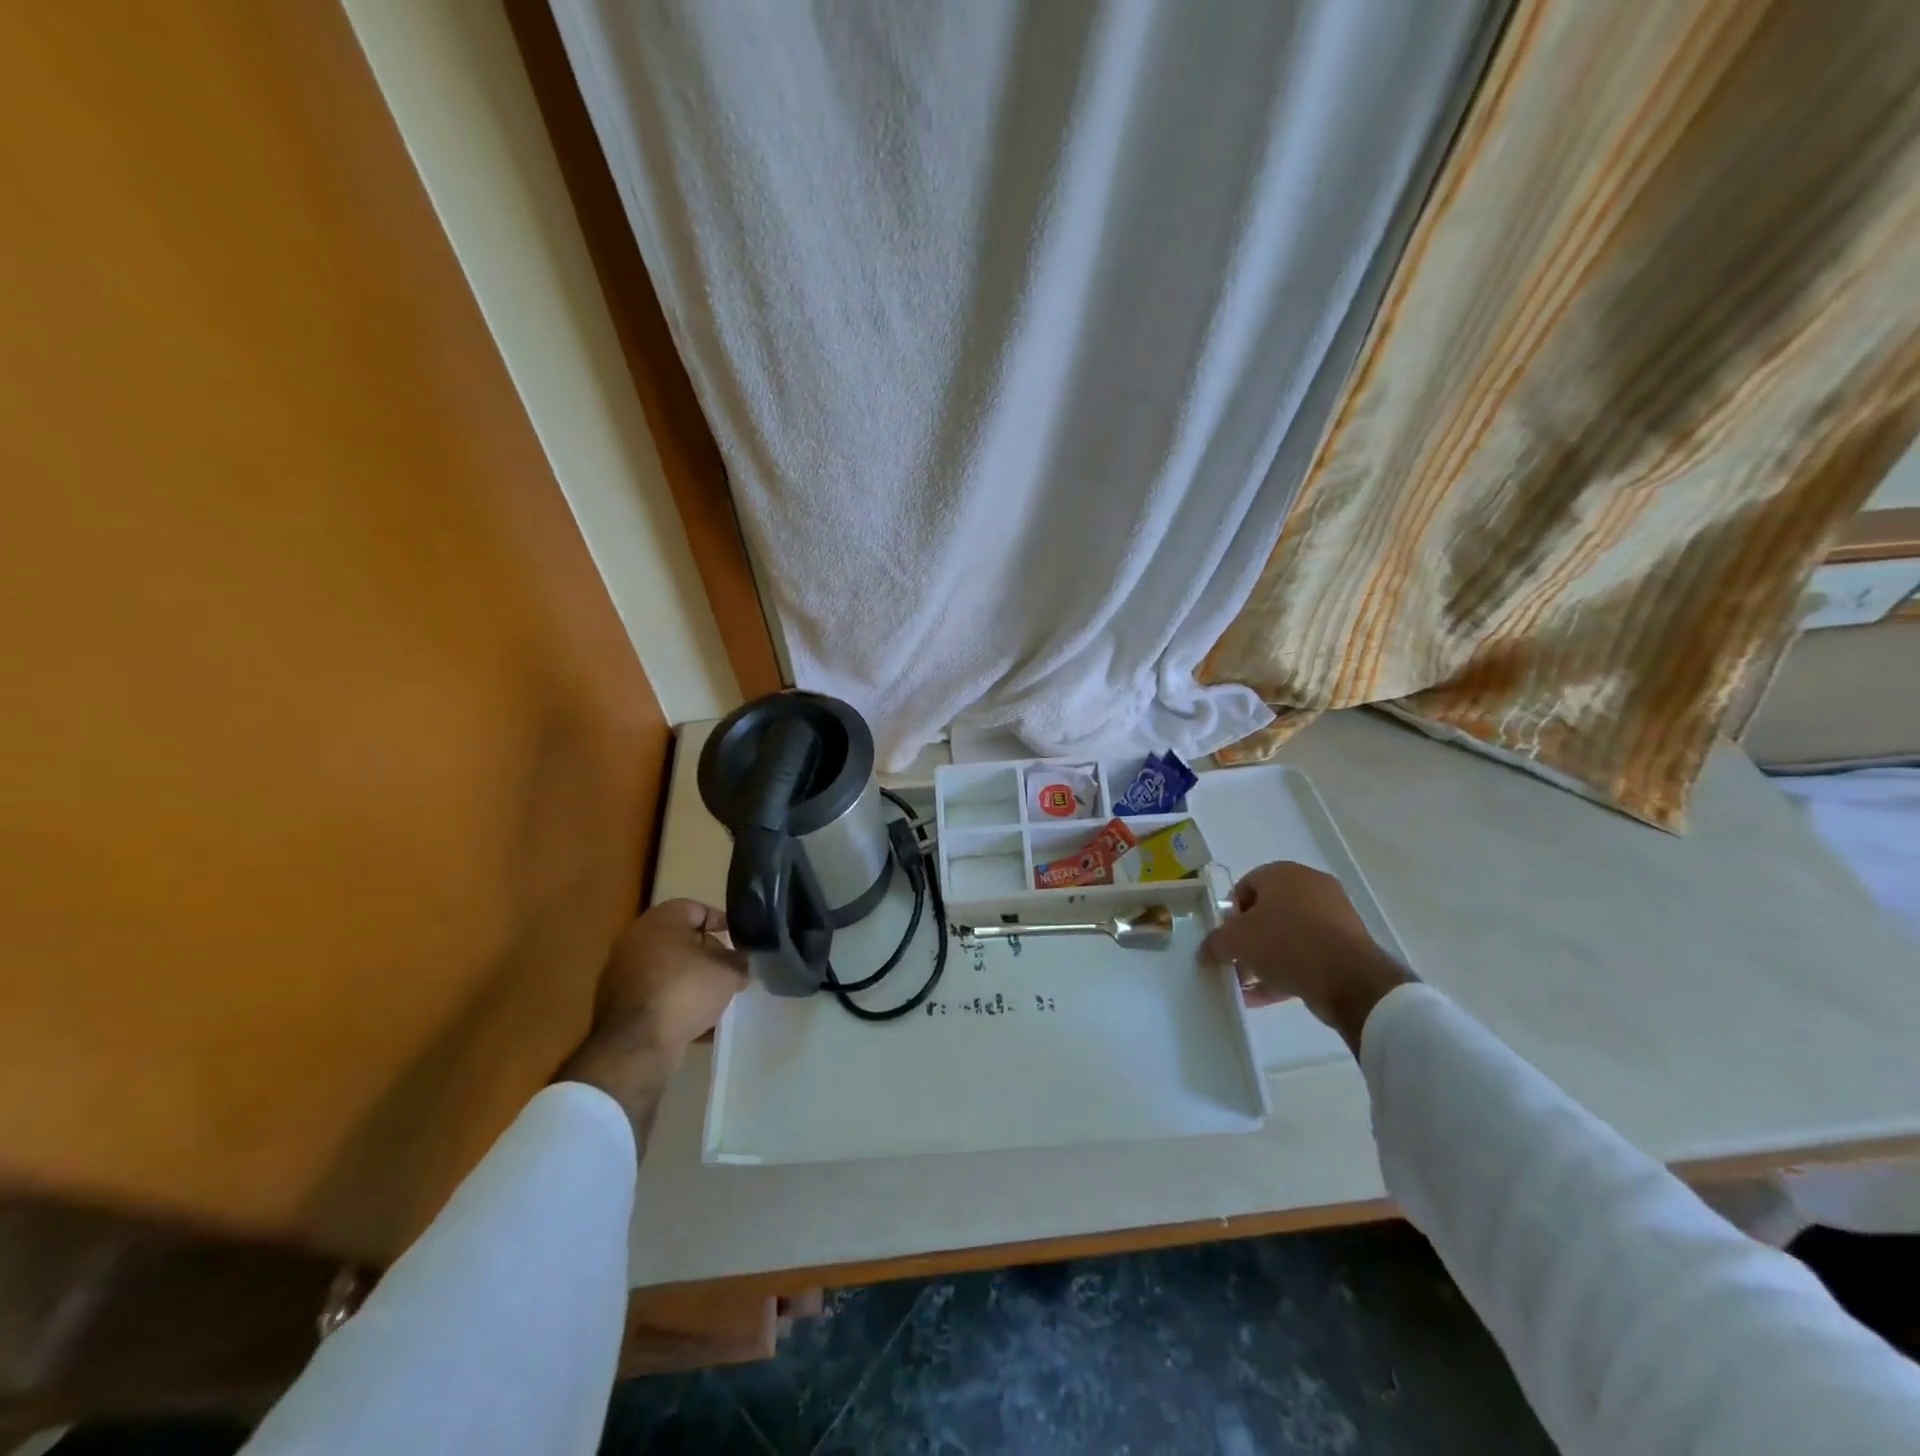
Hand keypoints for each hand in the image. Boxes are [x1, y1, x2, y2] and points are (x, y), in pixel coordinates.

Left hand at [558, 899, 748, 1143]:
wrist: (636, 1044)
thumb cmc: (684, 991)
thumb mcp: (727, 973)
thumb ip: (738, 962)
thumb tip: (739, 963)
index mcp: (660, 920)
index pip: (696, 909)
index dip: (721, 922)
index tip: (738, 941)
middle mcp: (635, 939)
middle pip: (680, 940)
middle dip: (706, 955)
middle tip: (729, 971)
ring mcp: (621, 973)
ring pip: (667, 970)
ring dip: (691, 981)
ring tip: (715, 999)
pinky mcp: (617, 1004)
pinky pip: (655, 995)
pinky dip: (674, 1003)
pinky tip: (696, 1023)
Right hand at [1200, 861, 1415, 1054]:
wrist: (1350, 979)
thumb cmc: (1286, 943)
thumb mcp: (1236, 942)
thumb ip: (1214, 943)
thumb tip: (1204, 952)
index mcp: (1283, 873)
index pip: (1245, 886)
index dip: (1230, 914)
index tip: (1226, 939)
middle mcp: (1310, 886)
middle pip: (1267, 911)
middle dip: (1248, 938)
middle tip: (1237, 961)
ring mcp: (1333, 915)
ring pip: (1288, 934)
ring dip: (1266, 958)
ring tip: (1249, 984)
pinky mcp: (1348, 944)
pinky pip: (1308, 953)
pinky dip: (1287, 970)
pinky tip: (1266, 997)